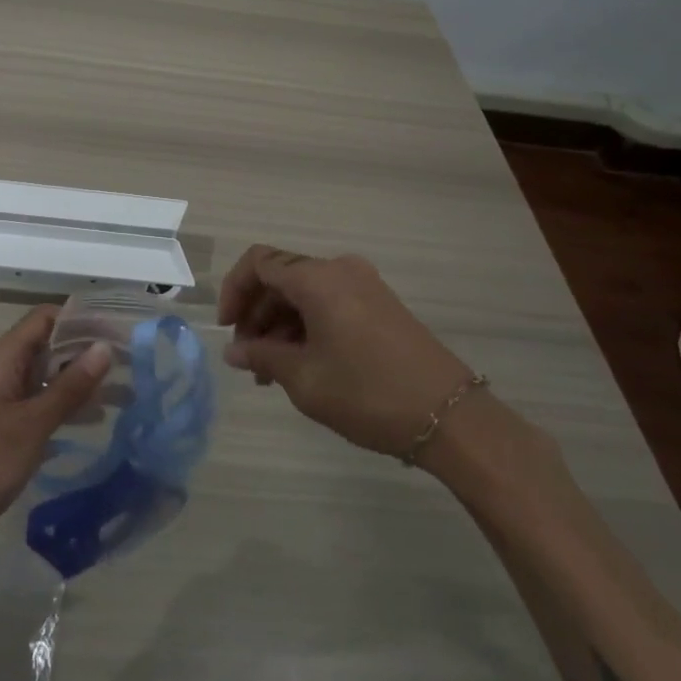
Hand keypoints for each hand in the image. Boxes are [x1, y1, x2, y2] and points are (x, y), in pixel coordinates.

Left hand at [0, 307, 111, 572]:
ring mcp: (6, 398)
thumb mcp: (32, 424)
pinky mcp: (8, 425)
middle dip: (88, 351)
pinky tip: (98, 419)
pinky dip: (69, 406)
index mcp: (4, 357)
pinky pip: (44, 403)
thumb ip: (70, 387)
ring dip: (83, 381)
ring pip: (50, 376)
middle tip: (132, 363)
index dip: (82, 319)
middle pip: (51, 345)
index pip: (46, 318)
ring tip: (126, 392)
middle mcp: (5, 369)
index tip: (119, 331)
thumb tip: (105, 347)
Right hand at [218, 246, 476, 459]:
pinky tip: (303, 365)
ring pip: (305, 293)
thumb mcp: (304, 379)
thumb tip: (234, 351)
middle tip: (248, 359)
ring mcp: (364, 286)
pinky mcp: (381, 306)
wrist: (453, 418)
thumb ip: (262, 358)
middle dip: (256, 314)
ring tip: (272, 373)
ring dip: (281, 325)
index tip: (227, 329)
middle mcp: (340, 270)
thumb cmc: (368, 393)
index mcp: (317, 278)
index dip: (234, 291)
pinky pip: (329, 304)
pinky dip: (307, 327)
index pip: (258, 262)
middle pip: (281, 277)